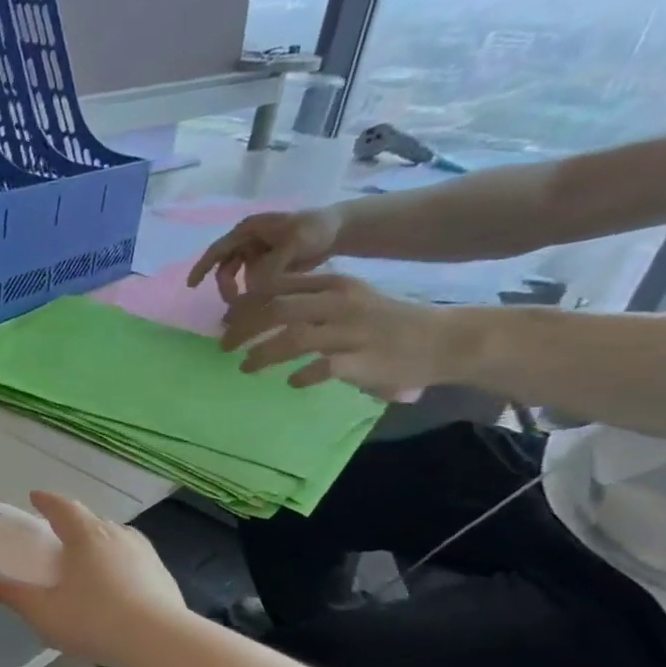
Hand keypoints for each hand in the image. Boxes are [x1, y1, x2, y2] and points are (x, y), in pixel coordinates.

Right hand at [0, 492, 187, 666]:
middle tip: (59, 535)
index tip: (35, 497)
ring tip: (89, 560)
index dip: (47, 501)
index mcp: (86, 536)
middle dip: (73, 523)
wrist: (160, 641)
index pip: (63, 508)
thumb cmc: (94, 621)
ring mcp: (144, 552)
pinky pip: (134, 559)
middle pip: (91, 520)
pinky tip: (117, 586)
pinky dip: (120, 564)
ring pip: (116, 538)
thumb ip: (19, 598)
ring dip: (99, 542)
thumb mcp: (46, 615)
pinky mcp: (162, 574)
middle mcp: (117, 535)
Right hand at [188, 206, 343, 296]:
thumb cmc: (316, 229)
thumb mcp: (295, 244)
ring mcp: (255, 254)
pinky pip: (251, 282)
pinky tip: (261, 303)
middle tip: (235, 305)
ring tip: (250, 306)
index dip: (201, 267)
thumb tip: (252, 288)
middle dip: (227, 287)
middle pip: (225, 268)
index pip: (218, 250)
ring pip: (237, 278)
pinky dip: (252, 293)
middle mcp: (247, 241)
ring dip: (240, 292)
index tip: (191, 286)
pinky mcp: (265, 266)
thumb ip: (272, 266)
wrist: (340, 230)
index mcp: (248, 230)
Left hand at [221, 271, 468, 398]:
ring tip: (245, 367)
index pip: (279, 286)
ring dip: (262, 354)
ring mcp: (351, 332)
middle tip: (223, 346)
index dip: (246, 304)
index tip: (225, 320)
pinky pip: (322, 367)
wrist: (441, 340)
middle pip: (278, 310)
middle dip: (243, 328)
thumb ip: (309, 301)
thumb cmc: (384, 322)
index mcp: (335, 284)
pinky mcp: (362, 361)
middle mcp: (340, 304)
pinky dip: (301, 375)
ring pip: (294, 338)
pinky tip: (291, 382)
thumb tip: (258, 312)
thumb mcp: (347, 299)